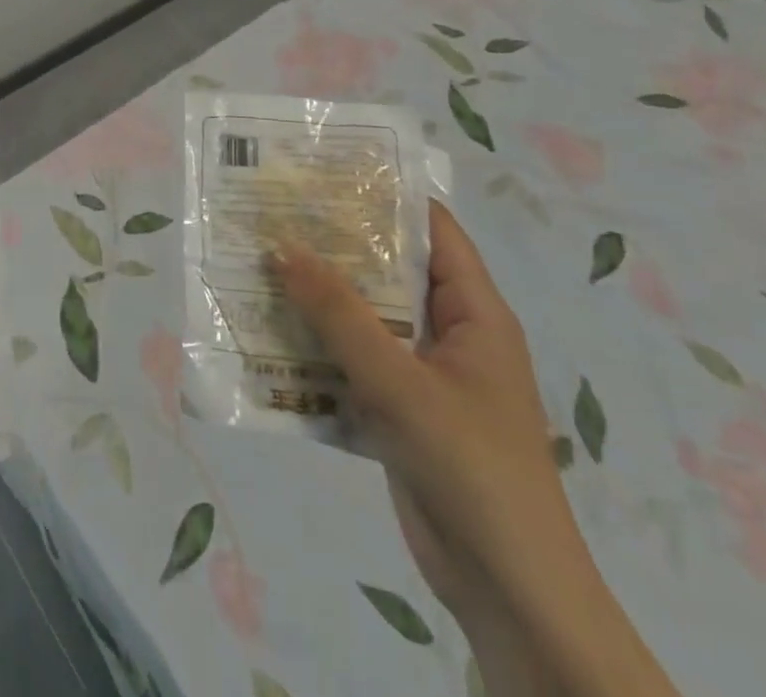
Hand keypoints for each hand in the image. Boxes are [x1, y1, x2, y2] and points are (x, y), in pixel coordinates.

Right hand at [273, 200, 571, 616]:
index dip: (384, 194)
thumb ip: (339, 314)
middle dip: (333, 245)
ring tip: (256, 262)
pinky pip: (351, 362)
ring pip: (363, 317)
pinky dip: (315, 347)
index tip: (323, 171)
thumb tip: (281, 247)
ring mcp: (422, 374)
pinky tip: (266, 333)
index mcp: (473, 313)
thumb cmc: (471, 469)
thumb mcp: (400, 383)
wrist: (509, 594)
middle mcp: (448, 333)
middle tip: (272, 213)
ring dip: (316, 297)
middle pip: (388, 270)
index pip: (432, 229)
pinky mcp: (397, 410)